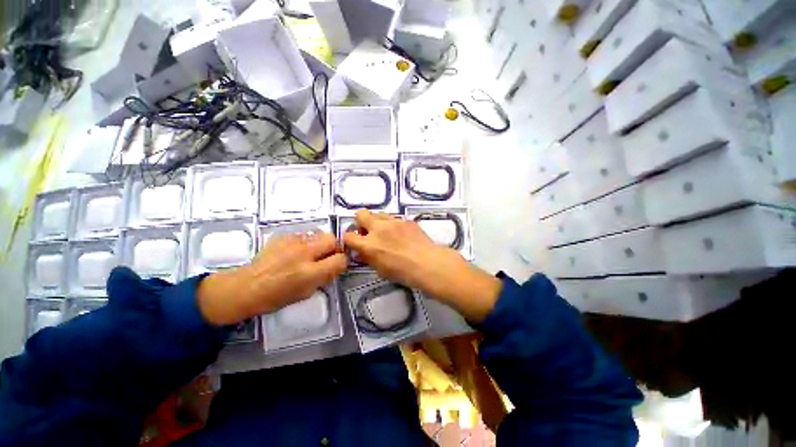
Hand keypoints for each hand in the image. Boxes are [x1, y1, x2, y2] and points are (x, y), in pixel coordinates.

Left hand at [197, 232, 346, 325]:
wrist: (246, 287)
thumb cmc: (276, 297)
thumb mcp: (306, 292)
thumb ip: (325, 277)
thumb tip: (335, 265)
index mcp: (310, 272)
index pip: (340, 259)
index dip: (342, 262)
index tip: (337, 265)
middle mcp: (304, 253)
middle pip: (332, 239)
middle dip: (334, 247)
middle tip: (326, 256)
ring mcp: (292, 242)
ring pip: (318, 234)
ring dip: (319, 244)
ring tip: (309, 253)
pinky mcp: (283, 235)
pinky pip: (303, 235)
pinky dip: (304, 242)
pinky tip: (294, 251)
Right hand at [343, 210, 501, 321]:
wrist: (429, 263)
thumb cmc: (404, 273)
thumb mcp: (381, 270)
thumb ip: (369, 257)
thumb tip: (363, 251)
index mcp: (369, 245)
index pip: (348, 236)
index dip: (350, 240)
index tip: (356, 243)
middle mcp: (378, 229)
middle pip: (360, 214)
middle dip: (361, 222)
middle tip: (368, 232)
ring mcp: (393, 221)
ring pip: (378, 213)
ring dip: (377, 222)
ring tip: (386, 233)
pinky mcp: (406, 219)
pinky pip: (394, 218)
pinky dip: (393, 224)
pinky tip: (402, 235)